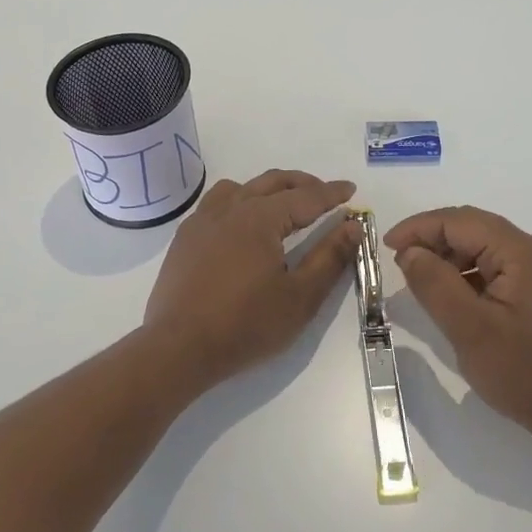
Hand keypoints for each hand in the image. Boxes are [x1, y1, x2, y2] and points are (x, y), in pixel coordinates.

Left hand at [144, 170, 362, 391]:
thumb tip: (353, 226)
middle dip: (303, 184)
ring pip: (241, 187)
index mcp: (260, 218)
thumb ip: (330, 258)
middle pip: (272, 183)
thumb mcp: (300, 297)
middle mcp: (230, 209)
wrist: (178, 348)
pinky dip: (239, 200)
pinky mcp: (185, 238)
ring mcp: (202, 221)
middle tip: (325, 195)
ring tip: (284, 205)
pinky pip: (216, 203)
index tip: (351, 190)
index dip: (331, 193)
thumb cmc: (245, 325)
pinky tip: (242, 224)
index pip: (305, 197)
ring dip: (268, 189)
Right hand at [385, 206, 531, 455]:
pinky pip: (490, 268)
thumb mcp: (470, 329)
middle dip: (430, 238)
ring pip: (479, 247)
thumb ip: (435, 284)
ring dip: (446, 257)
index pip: (459, 221)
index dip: (419, 228)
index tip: (386, 247)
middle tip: (398, 261)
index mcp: (519, 252)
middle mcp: (529, 252)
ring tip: (417, 280)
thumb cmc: (525, 372)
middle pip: (470, 227)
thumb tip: (409, 252)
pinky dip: (463, 274)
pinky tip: (447, 297)